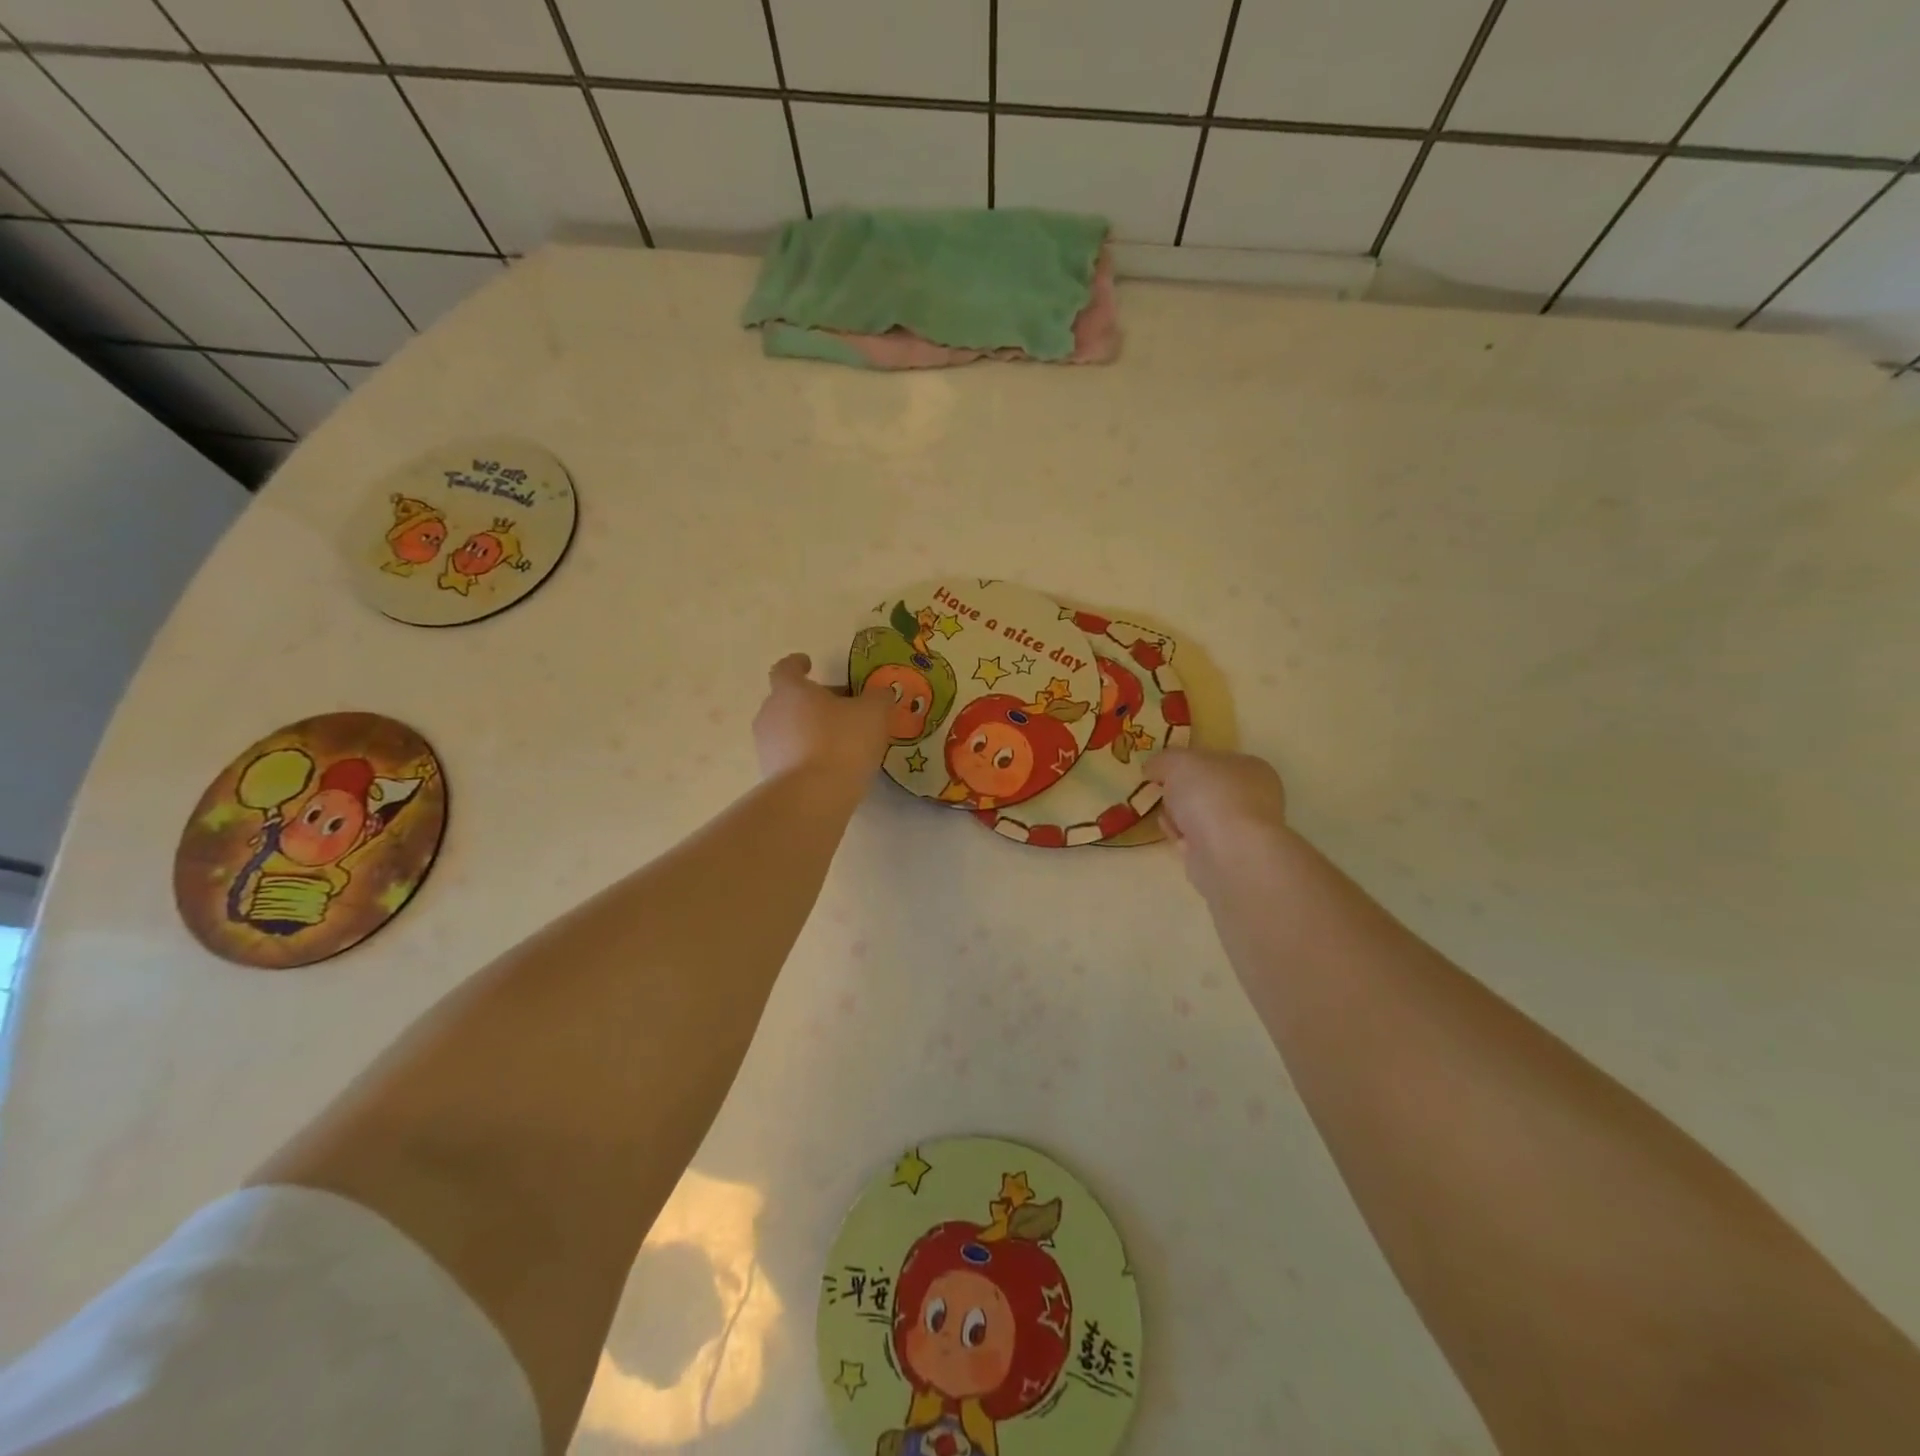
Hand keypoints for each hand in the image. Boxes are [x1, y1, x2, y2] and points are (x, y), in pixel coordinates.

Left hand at [753, 653, 889, 785]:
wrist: (812, 798)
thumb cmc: (842, 743)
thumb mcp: (873, 714)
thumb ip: (878, 698)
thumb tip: (880, 693)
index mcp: (790, 690)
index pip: (786, 668)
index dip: (798, 663)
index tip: (809, 663)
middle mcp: (770, 713)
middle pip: (789, 699)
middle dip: (813, 701)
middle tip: (842, 707)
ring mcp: (766, 746)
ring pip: (788, 728)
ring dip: (809, 729)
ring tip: (840, 740)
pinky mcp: (770, 774)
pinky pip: (790, 755)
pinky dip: (806, 754)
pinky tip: (831, 765)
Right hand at [1144, 747, 1290, 883]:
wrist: (1230, 854)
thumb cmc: (1212, 796)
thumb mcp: (1178, 762)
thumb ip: (1163, 760)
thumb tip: (1152, 768)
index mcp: (1250, 768)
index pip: (1215, 760)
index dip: (1187, 763)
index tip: (1163, 769)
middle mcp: (1253, 798)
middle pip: (1205, 790)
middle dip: (1180, 791)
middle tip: (1162, 791)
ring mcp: (1241, 830)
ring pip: (1200, 817)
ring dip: (1179, 816)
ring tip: (1166, 817)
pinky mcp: (1227, 857)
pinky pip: (1197, 841)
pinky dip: (1182, 838)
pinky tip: (1175, 836)